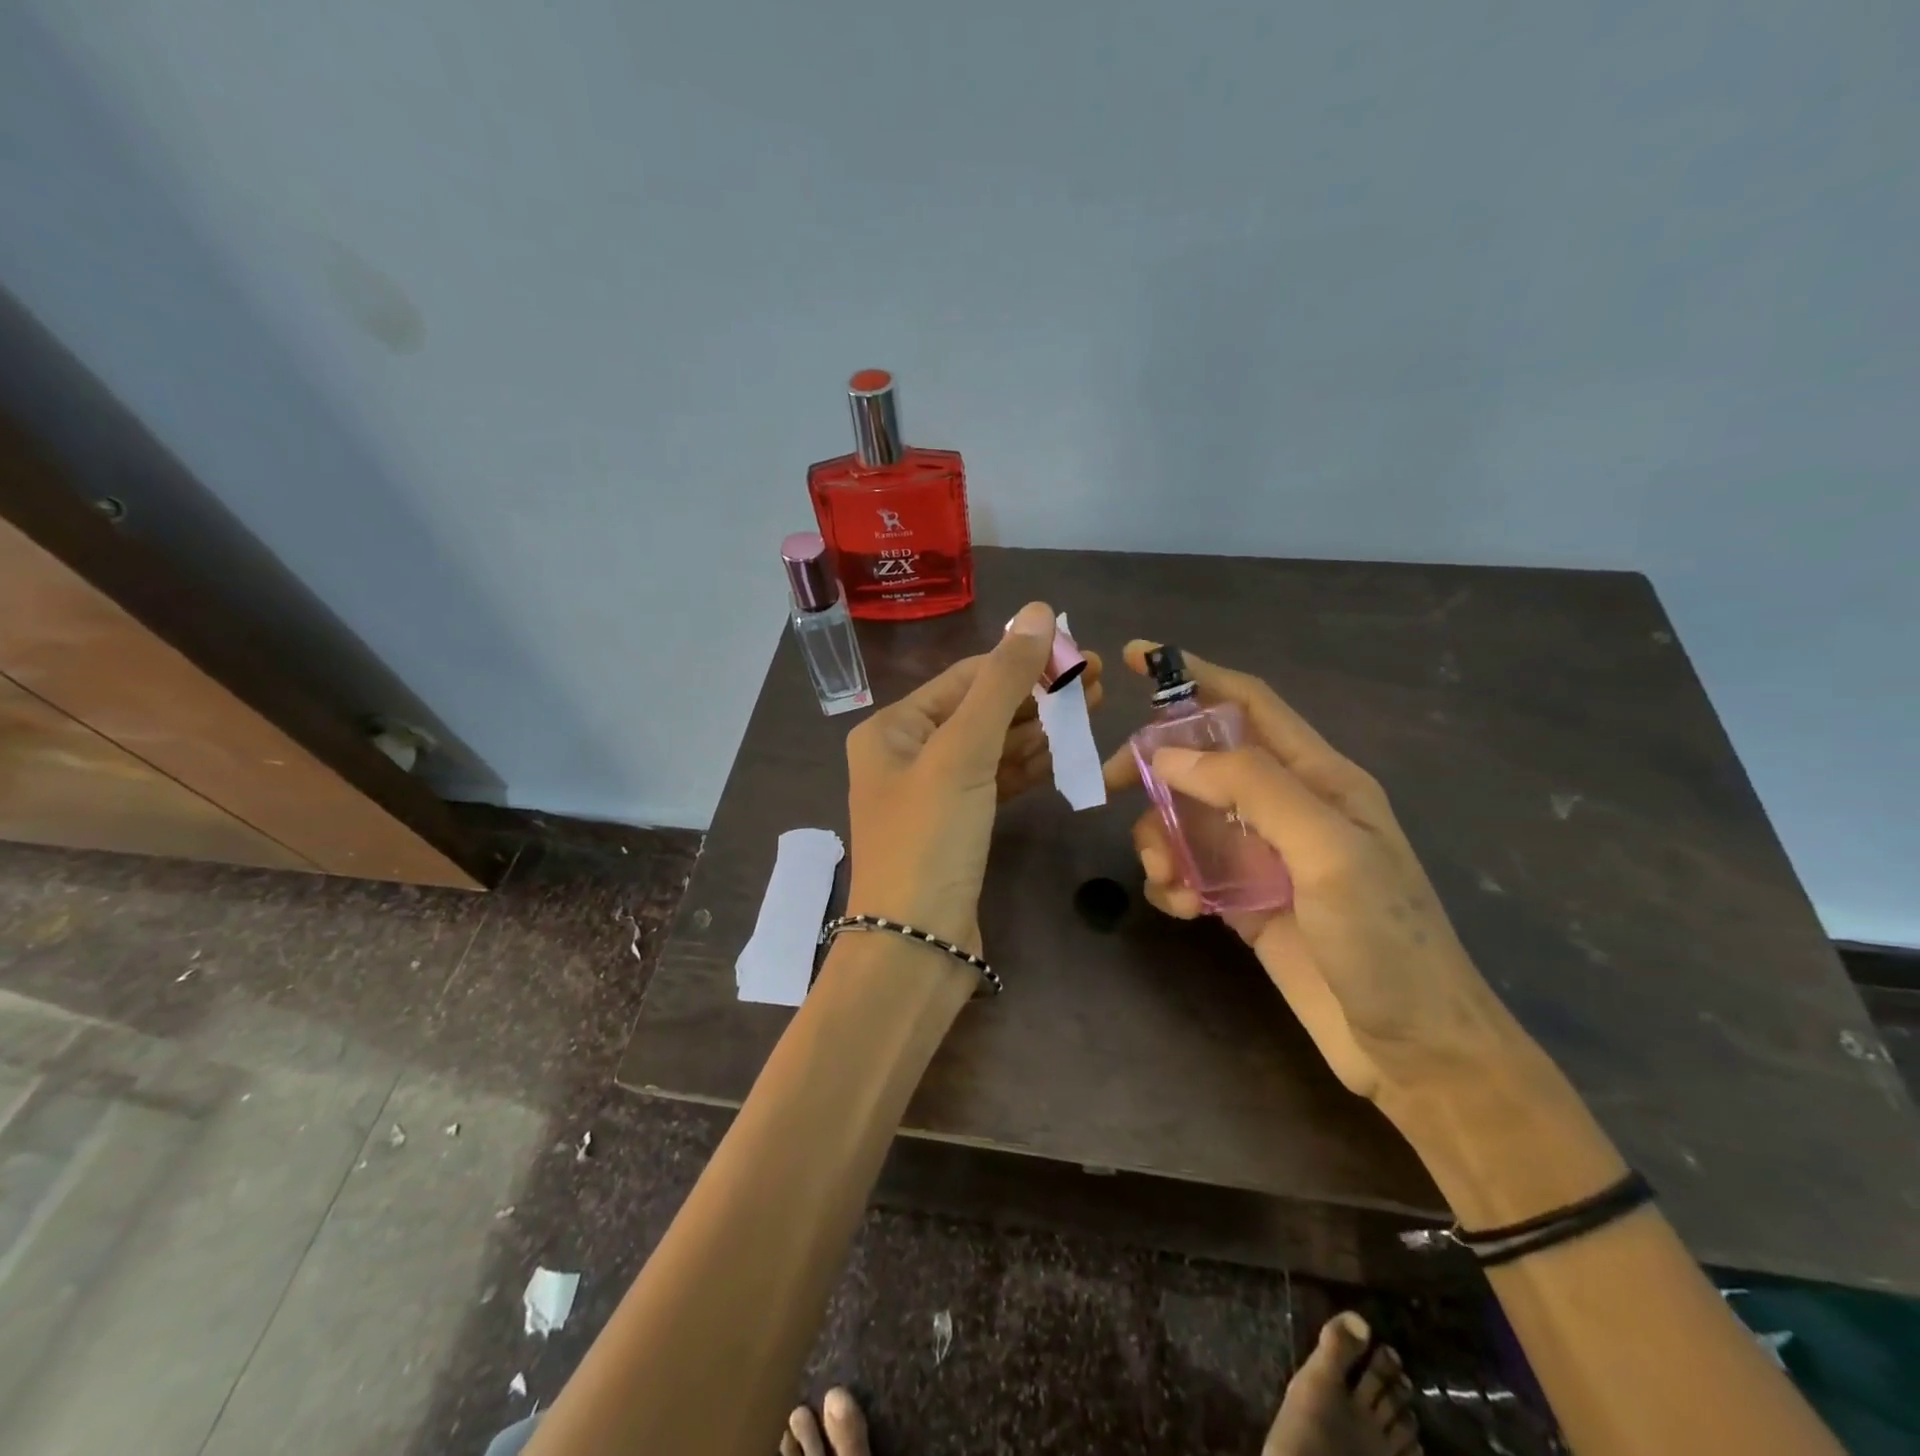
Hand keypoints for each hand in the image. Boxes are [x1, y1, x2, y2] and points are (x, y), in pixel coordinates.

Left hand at [845, 602, 1102, 955]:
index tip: (1077, 651)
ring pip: (993, 747)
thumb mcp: (963, 752)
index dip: (1021, 661)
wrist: (915, 946)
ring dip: (1039, 729)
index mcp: (893, 729)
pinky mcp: (959, 826)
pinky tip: (1065, 751)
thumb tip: (1038, 611)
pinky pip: (997, 782)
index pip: (965, 678)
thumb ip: (1002, 682)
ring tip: (1092, 708)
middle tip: (1096, 679)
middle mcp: (908, 754)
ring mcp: (934, 793)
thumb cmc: (929, 839)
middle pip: (981, 710)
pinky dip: (1029, 767)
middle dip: (1036, 694)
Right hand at [1102, 642, 1518, 1107]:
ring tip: (1165, 879)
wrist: (1412, 1051)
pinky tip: (1180, 909)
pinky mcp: (1241, 899)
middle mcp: (1285, 807)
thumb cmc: (1384, 942)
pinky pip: (1186, 869)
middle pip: (1202, 760)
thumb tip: (1171, 755)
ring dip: (1158, 838)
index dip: (1195, 674)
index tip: (1138, 656)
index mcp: (1318, 778)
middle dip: (1155, 766)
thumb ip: (1254, 789)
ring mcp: (1260, 855)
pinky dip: (1169, 881)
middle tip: (1112, 784)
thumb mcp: (1329, 852)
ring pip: (1184, 817)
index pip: (1248, 704)